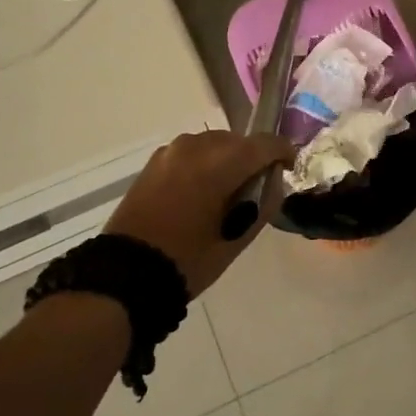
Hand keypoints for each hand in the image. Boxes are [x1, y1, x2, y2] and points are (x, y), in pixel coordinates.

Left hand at [105, 130, 294, 295]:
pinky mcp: (155, 162)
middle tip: (256, 188)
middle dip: (252, 158)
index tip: (289, 167)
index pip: (264, 144)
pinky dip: (204, 164)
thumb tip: (273, 181)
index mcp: (220, 163)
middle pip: (239, 141)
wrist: (126, 274)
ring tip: (227, 191)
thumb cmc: (190, 260)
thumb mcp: (239, 237)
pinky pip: (192, 153)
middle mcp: (196, 146)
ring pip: (214, 144)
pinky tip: (202, 191)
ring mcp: (171, 151)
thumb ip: (264, 202)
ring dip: (227, 160)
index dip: (283, 152)